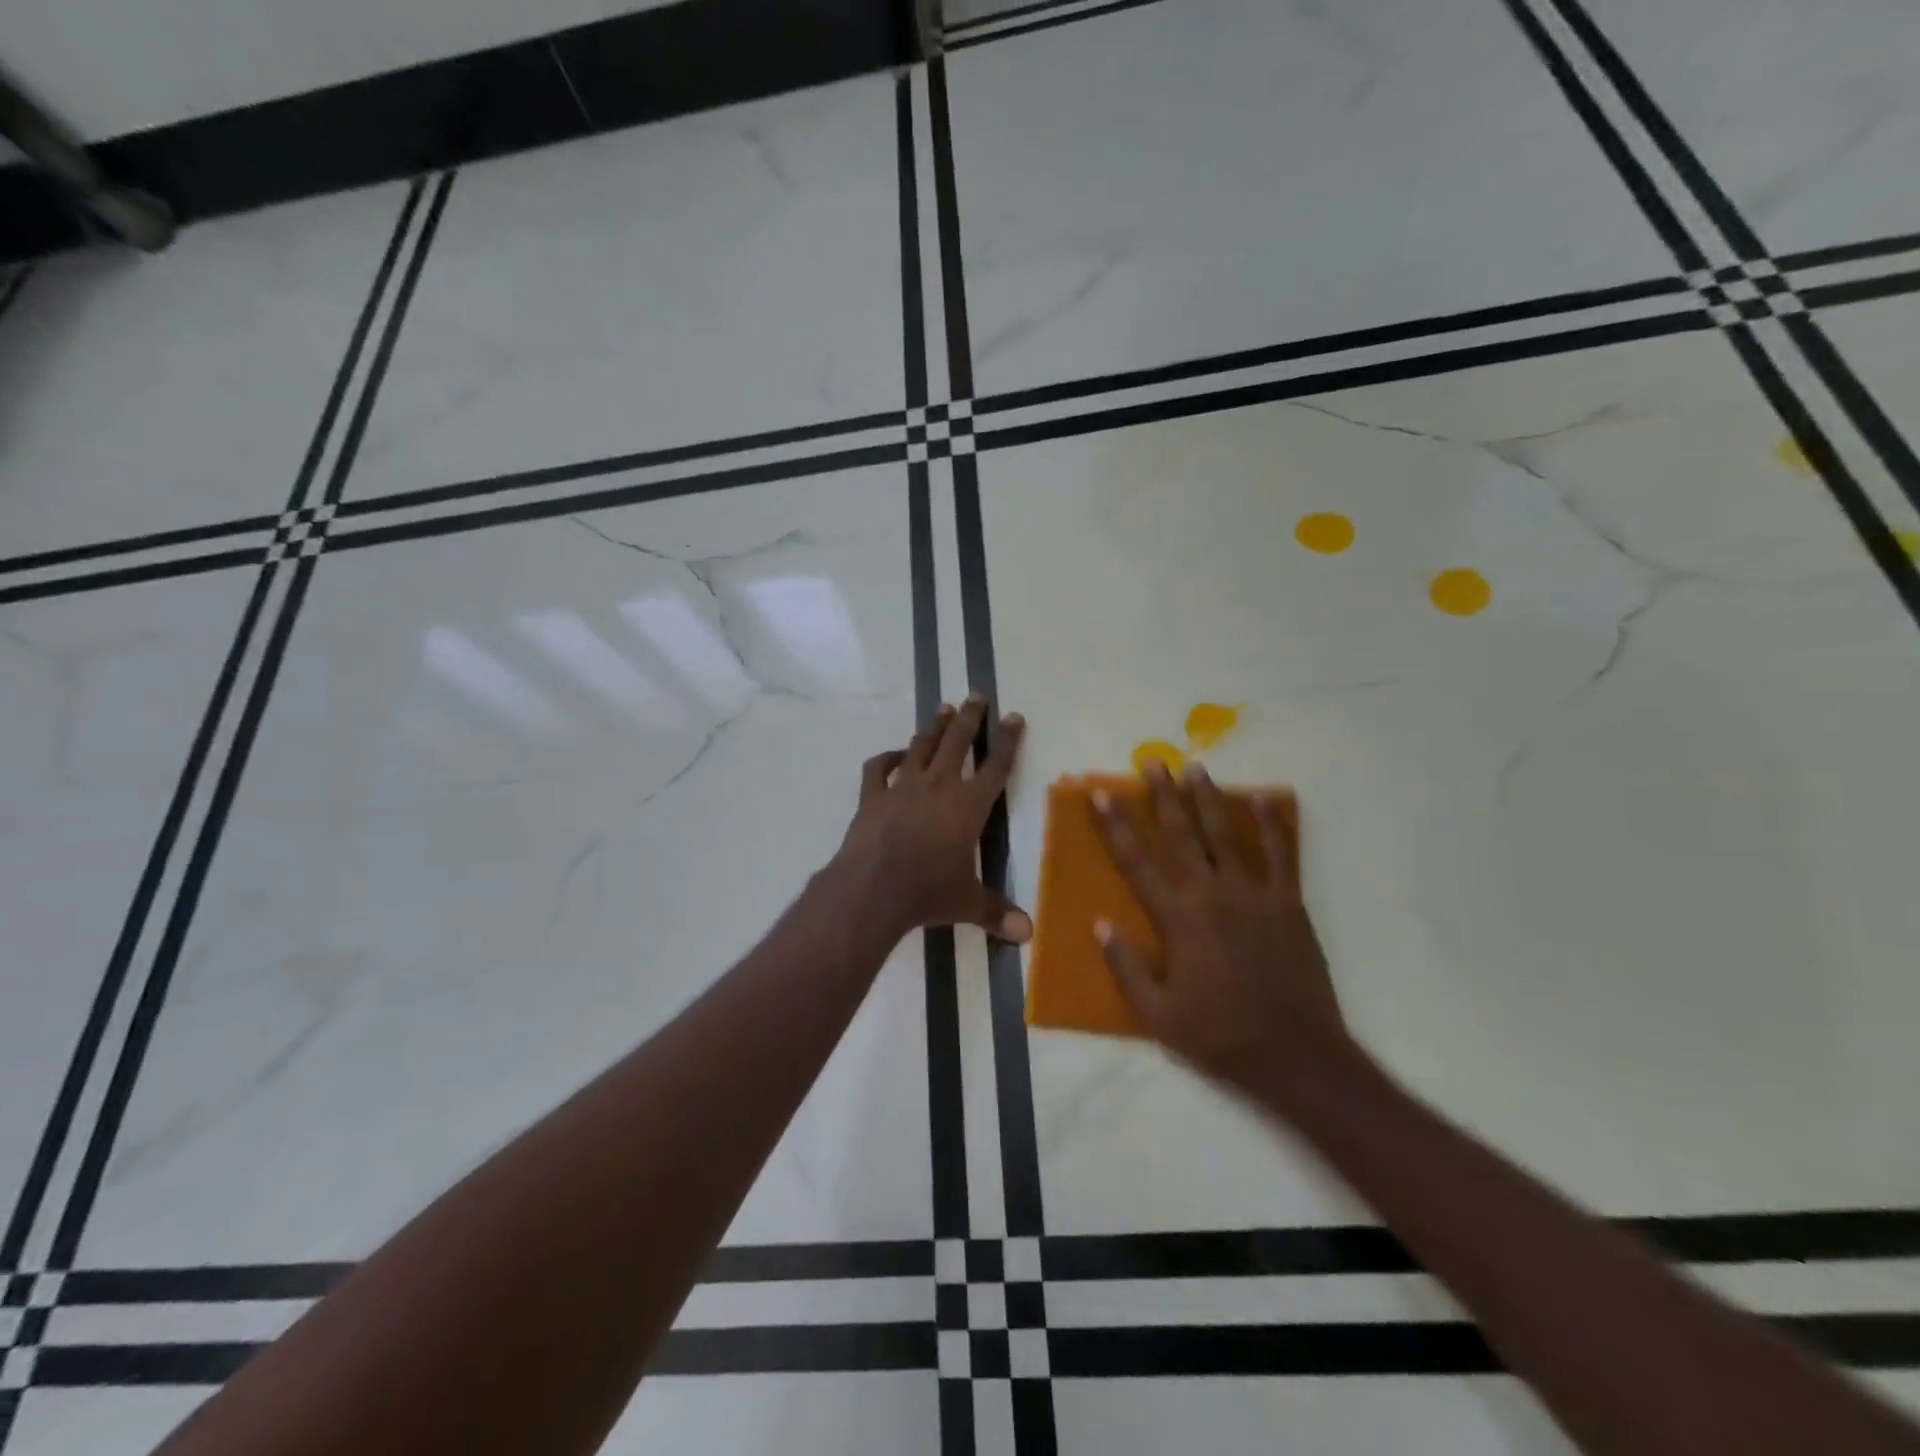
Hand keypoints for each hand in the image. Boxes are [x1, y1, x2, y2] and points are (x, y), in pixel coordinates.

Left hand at [833, 695, 1031, 943]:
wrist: (872, 889)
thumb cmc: (927, 892)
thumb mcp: (967, 903)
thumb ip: (997, 913)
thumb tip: (1028, 935)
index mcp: (969, 806)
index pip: (996, 767)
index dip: (1007, 741)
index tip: (1013, 716)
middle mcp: (938, 786)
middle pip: (958, 742)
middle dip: (969, 717)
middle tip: (975, 695)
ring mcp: (902, 787)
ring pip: (921, 746)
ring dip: (933, 728)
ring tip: (942, 710)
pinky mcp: (872, 796)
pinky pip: (879, 768)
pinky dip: (886, 758)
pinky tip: (893, 755)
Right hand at [1092, 760, 1348, 1104]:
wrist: (1296, 1054)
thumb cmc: (1220, 1035)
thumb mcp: (1157, 1014)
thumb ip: (1126, 966)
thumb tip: (1100, 924)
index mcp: (1178, 919)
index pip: (1136, 862)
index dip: (1115, 826)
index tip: (1101, 795)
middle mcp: (1212, 894)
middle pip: (1182, 834)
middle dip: (1162, 795)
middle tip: (1152, 762)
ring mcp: (1254, 894)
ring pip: (1225, 834)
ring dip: (1207, 798)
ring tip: (1195, 768)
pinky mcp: (1287, 903)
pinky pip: (1279, 853)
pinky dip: (1270, 824)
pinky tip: (1261, 798)